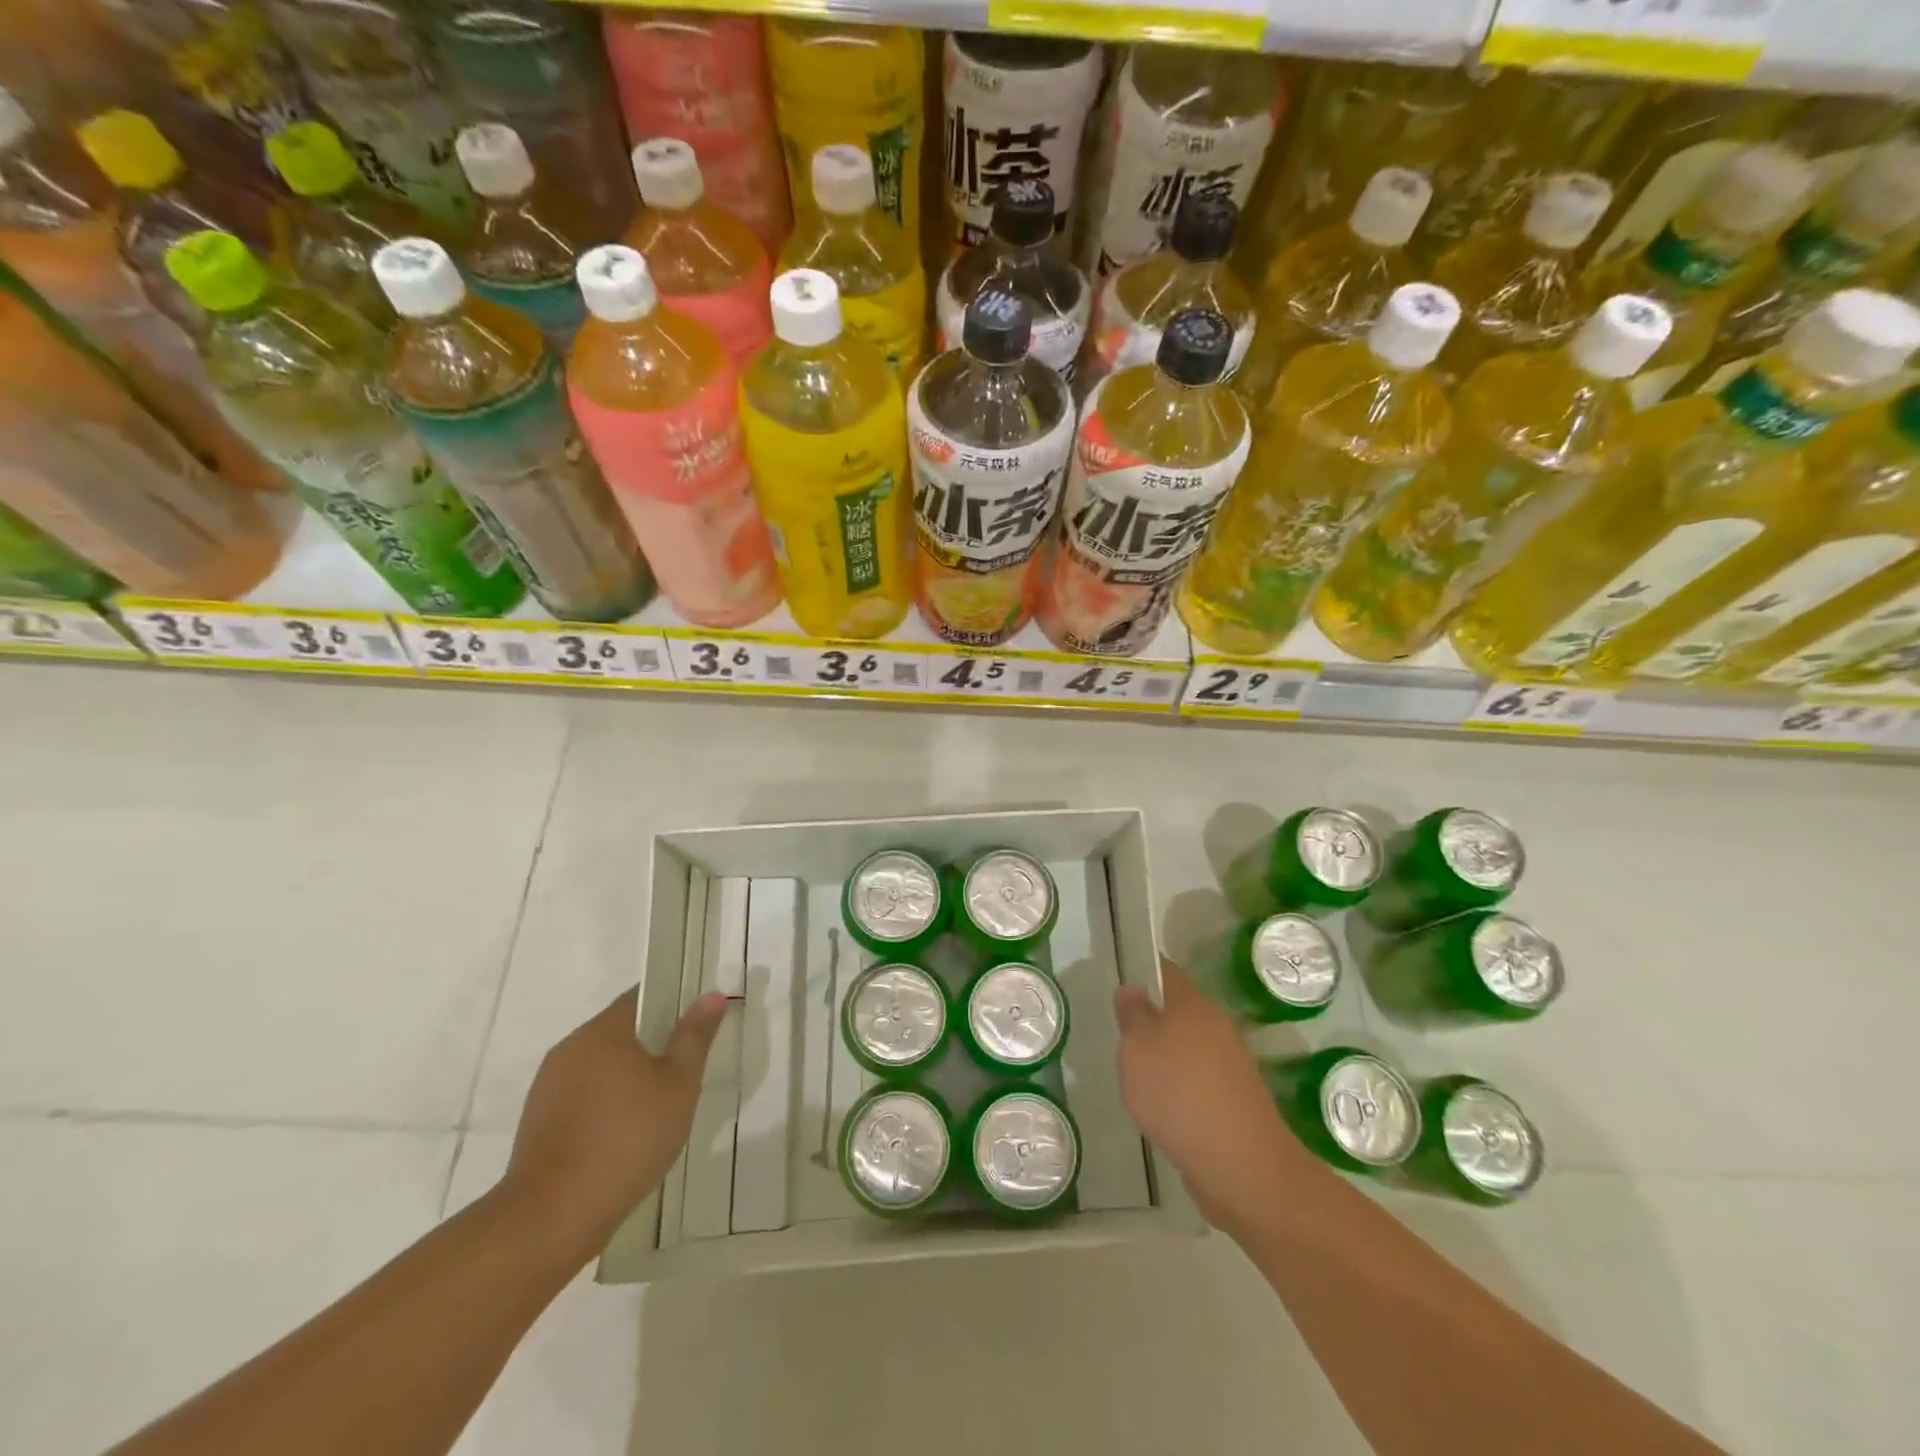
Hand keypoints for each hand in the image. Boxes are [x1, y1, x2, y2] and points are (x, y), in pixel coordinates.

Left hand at [503, 987, 727, 1250]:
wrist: (550, 1217)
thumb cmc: (626, 1140)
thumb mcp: (678, 1086)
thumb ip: (695, 1038)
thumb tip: (711, 995)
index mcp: (603, 1031)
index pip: (642, 997)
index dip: (673, 1002)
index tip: (696, 1022)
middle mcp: (571, 1048)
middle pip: (620, 1030)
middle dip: (653, 1043)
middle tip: (685, 1068)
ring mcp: (549, 1086)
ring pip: (600, 1065)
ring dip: (628, 1075)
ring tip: (658, 1106)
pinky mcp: (538, 1122)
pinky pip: (582, 1096)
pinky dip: (606, 1103)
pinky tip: (624, 1135)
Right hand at [1114, 958, 1300, 1235]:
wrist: (1241, 1166)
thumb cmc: (1179, 1093)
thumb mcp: (1138, 1047)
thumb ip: (1132, 1015)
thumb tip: (1133, 988)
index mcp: (1193, 1004)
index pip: (1167, 972)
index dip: (1144, 969)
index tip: (1121, 977)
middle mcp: (1217, 1027)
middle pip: (1180, 1011)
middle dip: (1153, 1018)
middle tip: (1120, 1033)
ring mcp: (1230, 1066)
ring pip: (1190, 1048)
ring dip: (1166, 1057)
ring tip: (1136, 1075)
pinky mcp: (1235, 1102)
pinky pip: (1199, 1081)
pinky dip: (1180, 1088)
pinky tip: (1162, 1108)